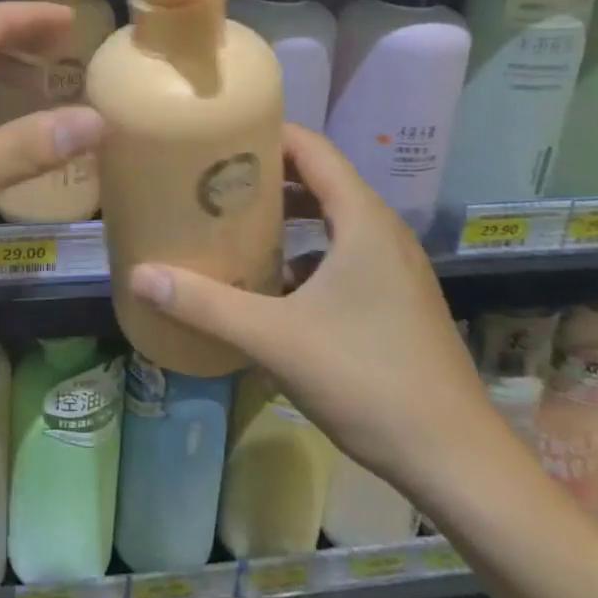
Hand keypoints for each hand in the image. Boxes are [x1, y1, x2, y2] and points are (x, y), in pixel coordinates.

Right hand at [126, 124, 494, 494]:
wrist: (458, 463)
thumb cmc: (369, 381)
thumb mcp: (276, 339)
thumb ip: (205, 305)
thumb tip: (139, 277)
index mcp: (363, 221)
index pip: (312, 149)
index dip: (266, 134)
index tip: (217, 137)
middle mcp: (382, 233)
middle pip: (319, 180)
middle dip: (266, 176)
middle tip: (212, 180)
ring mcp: (394, 269)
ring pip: (332, 221)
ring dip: (286, 217)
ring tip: (233, 225)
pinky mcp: (395, 301)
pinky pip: (342, 256)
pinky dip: (305, 255)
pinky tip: (271, 285)